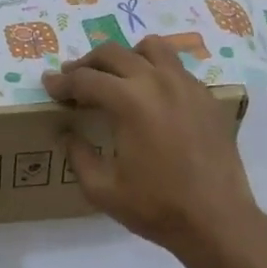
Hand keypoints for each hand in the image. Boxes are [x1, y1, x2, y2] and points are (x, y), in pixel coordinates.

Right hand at [42, 38, 259, 255]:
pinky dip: (155, 71)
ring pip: (151, 47)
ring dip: (126, 57)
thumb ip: (78, 156)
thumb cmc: (156, 207)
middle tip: (73, 79)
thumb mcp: (102, 190)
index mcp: (129, 102)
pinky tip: (150, 97)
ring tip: (115, 77)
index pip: (85, 79)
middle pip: (113, 53)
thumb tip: (67, 133)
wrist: (217, 220)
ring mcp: (187, 85)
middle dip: (87, 63)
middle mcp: (158, 82)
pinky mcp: (206, 97)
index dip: (62, 82)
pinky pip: (176, 67)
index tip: (49, 86)